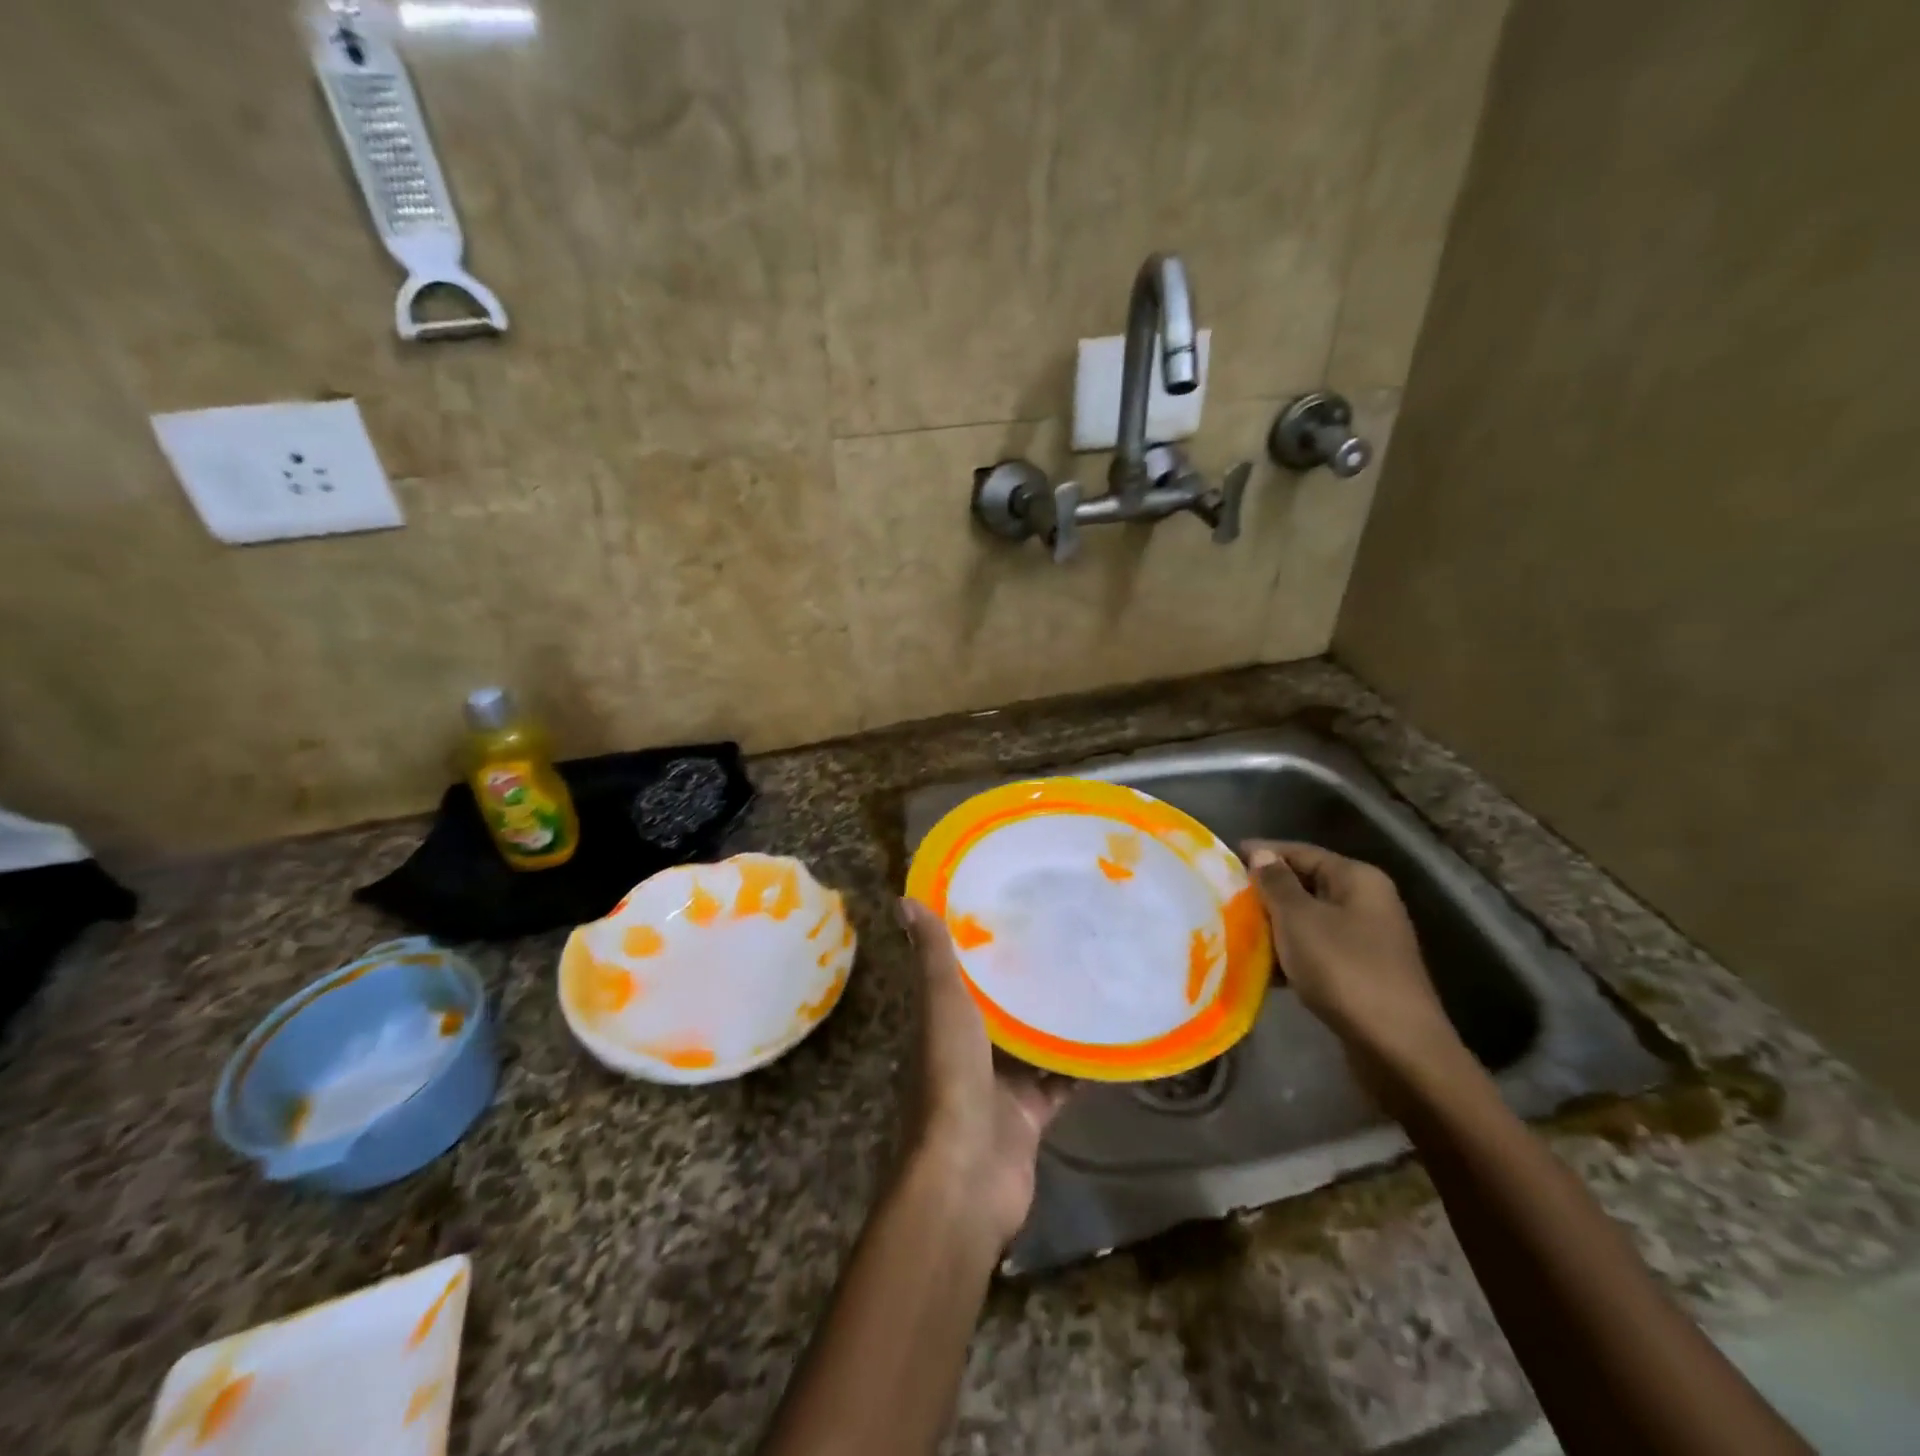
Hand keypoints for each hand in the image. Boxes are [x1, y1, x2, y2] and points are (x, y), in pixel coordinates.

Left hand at [897, 898, 1070, 1248]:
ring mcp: (999, 1086)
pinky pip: (1060, 1083)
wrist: (967, 1174)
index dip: (981, 946)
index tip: (1012, 909)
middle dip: (1026, 980)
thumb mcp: (942, 1005)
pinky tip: (1109, 1036)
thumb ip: (932, 956)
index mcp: (942, 1022)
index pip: (961, 975)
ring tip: (1093, 976)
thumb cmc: (950, 1078)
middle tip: (1066, 938)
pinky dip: (1080, 1066)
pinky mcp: (1030, 1116)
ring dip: (1055, 1020)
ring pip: (1032, 1045)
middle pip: (1000, 1009)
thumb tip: (904, 899)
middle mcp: (968, 1051)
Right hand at [1242, 841, 1460, 1075]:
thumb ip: (1276, 883)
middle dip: (1265, 892)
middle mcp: (1366, 902)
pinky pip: (1315, 950)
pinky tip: (1258, 968)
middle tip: (1222, 898)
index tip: (1223, 860)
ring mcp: (1366, 939)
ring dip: (1273, 925)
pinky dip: (1289, 954)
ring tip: (1232, 930)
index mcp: (1357, 879)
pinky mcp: (1360, 972)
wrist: (1398, 1048)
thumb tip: (1262, 853)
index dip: (1263, 852)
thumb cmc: (1344, 970)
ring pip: (1308, 920)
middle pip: (1306, 884)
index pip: (1301, 851)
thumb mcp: (1299, 919)